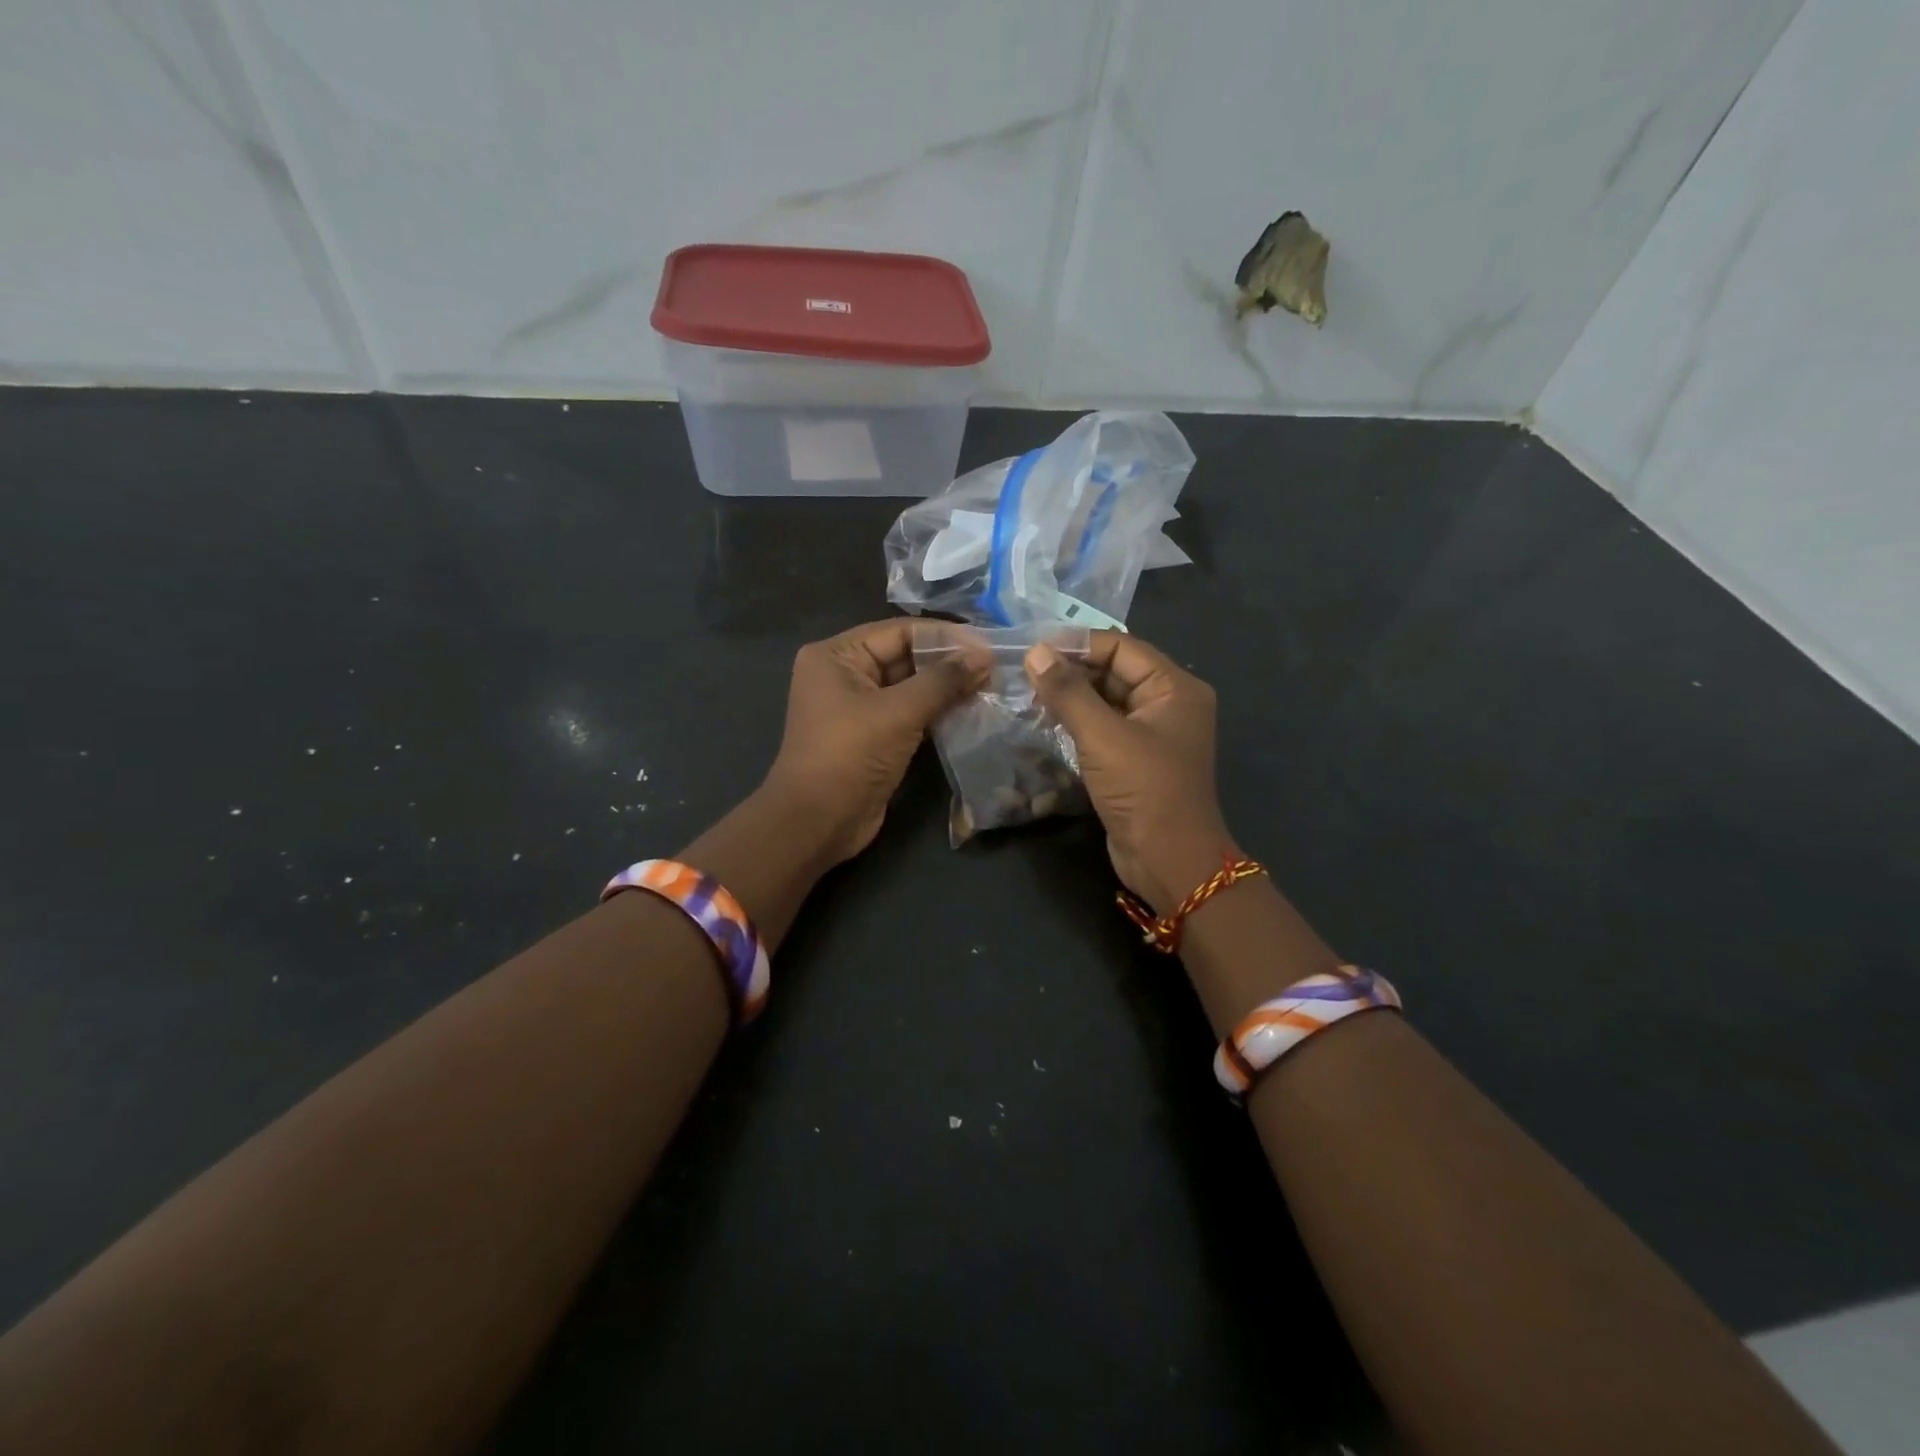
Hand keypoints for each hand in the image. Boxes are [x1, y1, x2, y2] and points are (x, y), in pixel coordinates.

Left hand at [764, 618, 985, 862]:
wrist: (817, 823)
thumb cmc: (850, 755)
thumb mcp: (899, 712)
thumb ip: (943, 681)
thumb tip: (985, 656)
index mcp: (836, 656)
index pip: (899, 632)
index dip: (945, 637)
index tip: (988, 644)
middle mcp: (843, 674)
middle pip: (904, 657)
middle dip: (948, 663)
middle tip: (995, 667)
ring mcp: (857, 707)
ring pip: (910, 687)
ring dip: (946, 689)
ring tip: (990, 686)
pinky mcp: (872, 736)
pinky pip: (908, 714)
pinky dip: (936, 712)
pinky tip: (971, 711)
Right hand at [1025, 632, 1235, 912]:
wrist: (1169, 861)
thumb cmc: (1144, 790)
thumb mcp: (1103, 736)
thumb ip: (1068, 692)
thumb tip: (1036, 653)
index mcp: (1175, 688)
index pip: (1121, 648)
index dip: (1077, 644)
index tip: (1033, 648)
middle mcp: (1168, 704)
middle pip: (1114, 673)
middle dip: (1071, 672)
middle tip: (1025, 673)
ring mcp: (1152, 734)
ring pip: (1106, 702)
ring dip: (1071, 699)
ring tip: (1028, 696)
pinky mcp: (1136, 760)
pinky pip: (1104, 729)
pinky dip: (1077, 724)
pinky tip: (1045, 723)